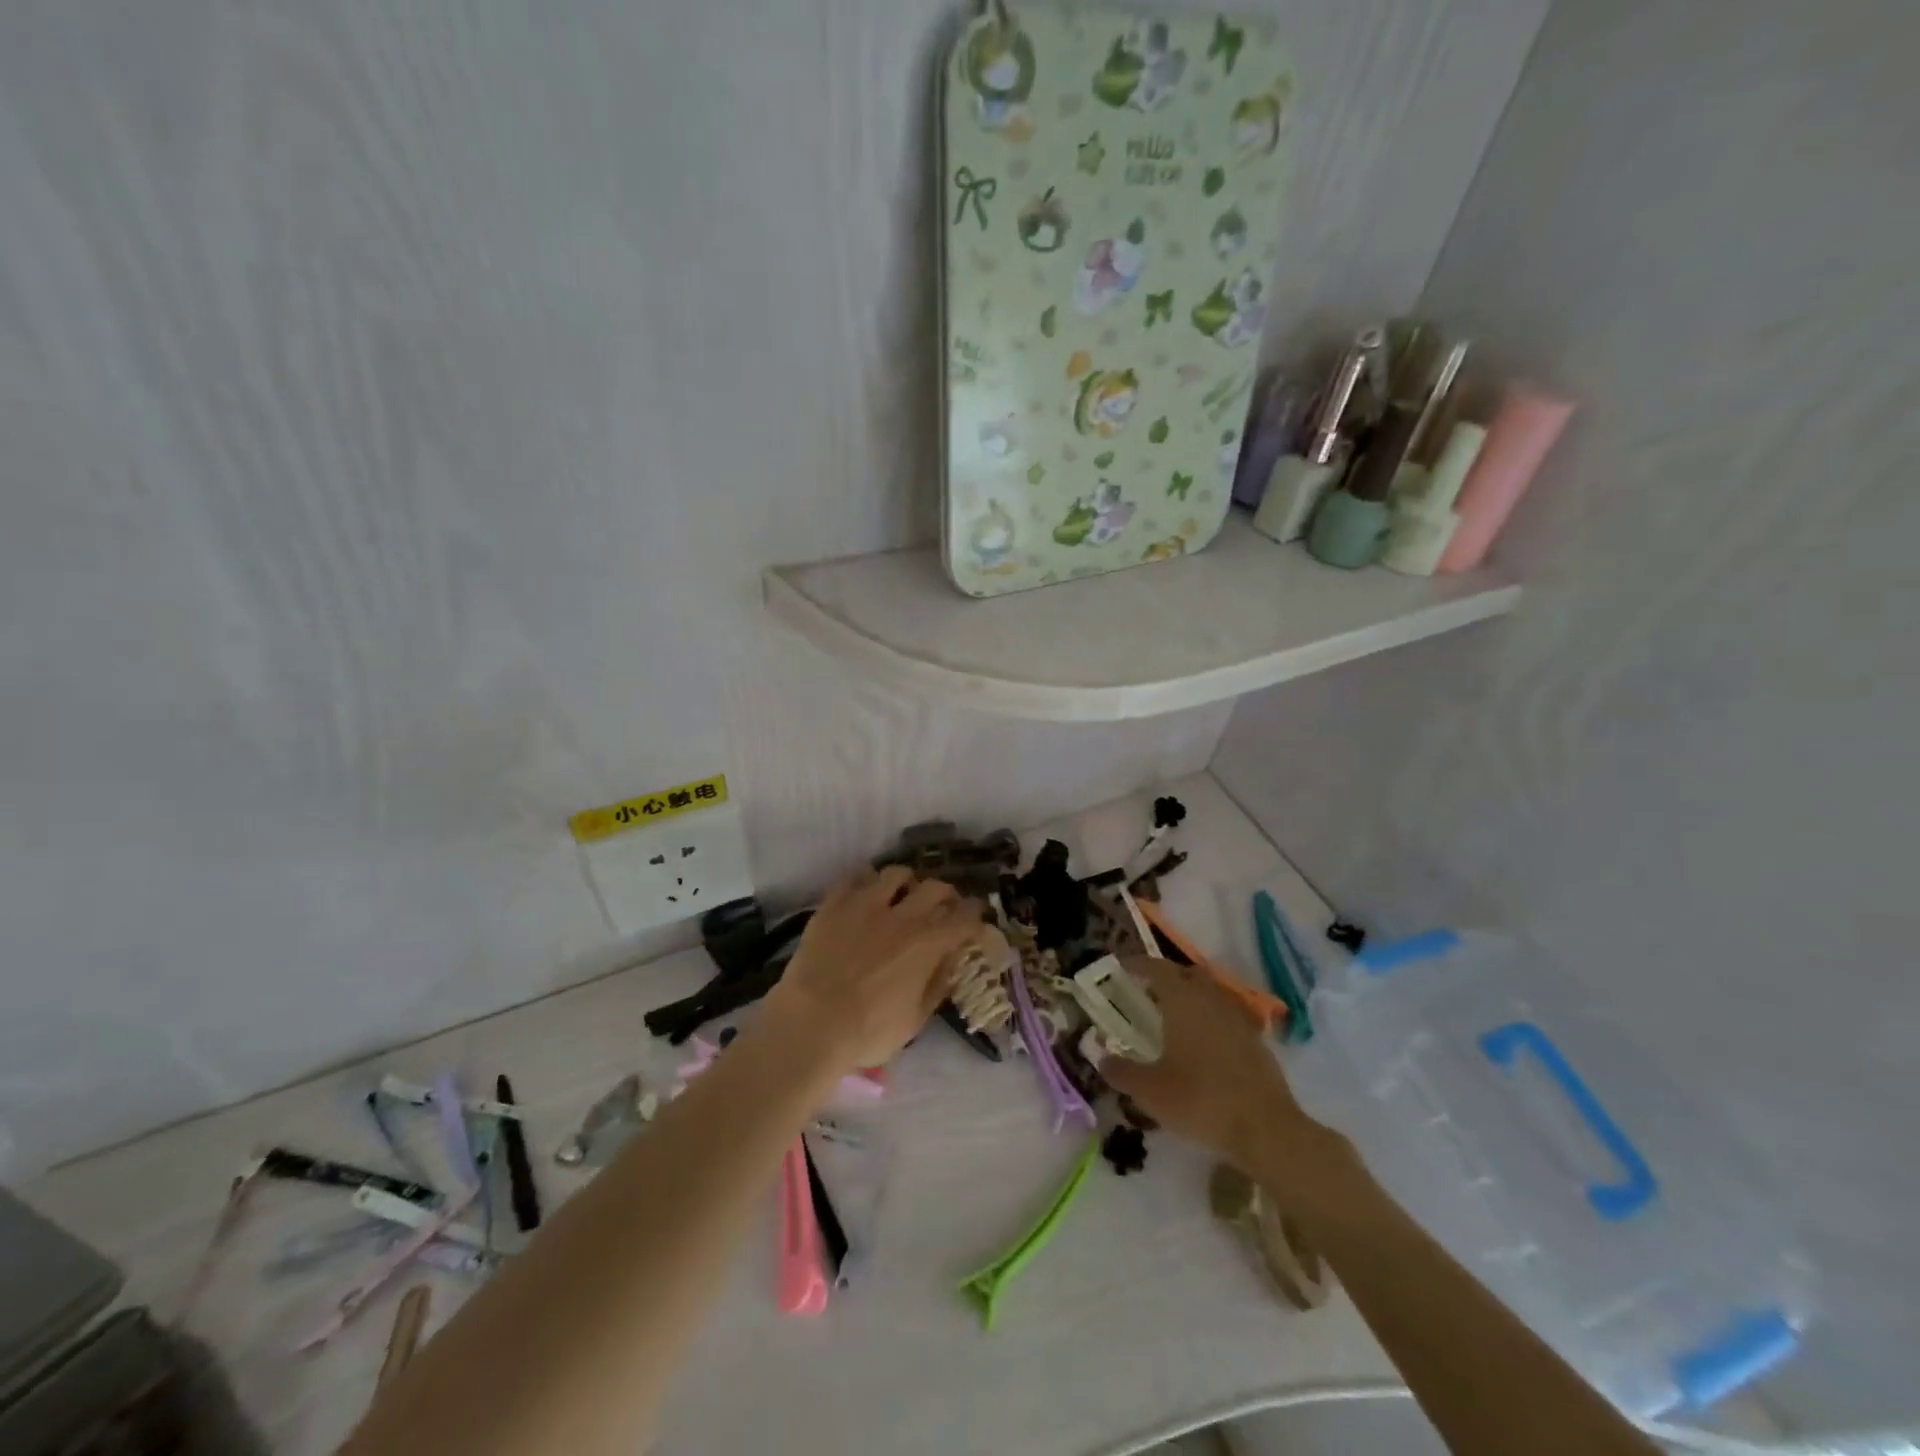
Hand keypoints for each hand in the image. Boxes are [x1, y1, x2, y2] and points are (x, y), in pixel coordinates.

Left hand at [760, 866, 987, 1074]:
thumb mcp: (916, 1020)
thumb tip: (951, 959)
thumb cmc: (867, 1032)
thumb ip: (938, 984)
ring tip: (903, 894)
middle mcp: (903, 915)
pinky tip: (865, 893)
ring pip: (896, 873)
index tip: (976, 918)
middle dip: (946, 893)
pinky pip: (855, 877)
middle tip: (944, 905)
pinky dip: (867, 881)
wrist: (810, 1024)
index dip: (975, 915)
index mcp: (928, 944)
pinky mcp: (834, 903)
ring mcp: (866, 904)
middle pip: (935, 887)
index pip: (964, 917)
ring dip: (907, 882)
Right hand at [1097, 955, 1326, 1167]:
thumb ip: (1121, 1072)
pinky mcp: (1257, 1041)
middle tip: (1148, 992)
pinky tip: (1204, 1046)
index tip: (1123, 966)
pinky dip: (1212, 1021)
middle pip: (1188, 974)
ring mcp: (1238, 1019)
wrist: (1266, 1128)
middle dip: (1168, 977)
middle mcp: (1211, 1000)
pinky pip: (1228, 1017)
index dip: (1139, 964)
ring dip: (1192, 998)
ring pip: (1211, 994)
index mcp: (1183, 1001)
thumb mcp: (1150, 1091)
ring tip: (1174, 1019)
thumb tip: (1101, 1058)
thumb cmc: (1200, 1100)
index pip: (1158, 968)